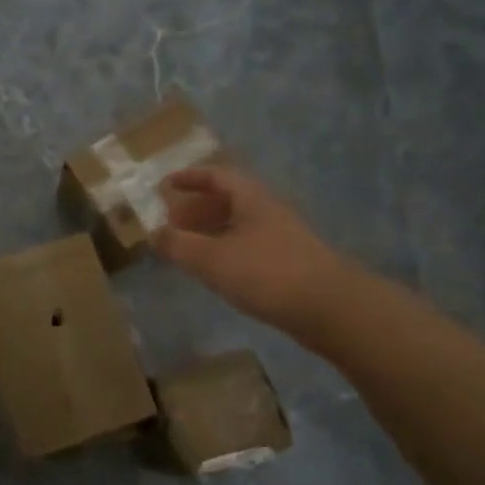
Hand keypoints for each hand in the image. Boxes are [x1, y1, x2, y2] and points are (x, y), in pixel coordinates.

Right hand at [153, 166, 343, 336]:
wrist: (331, 308)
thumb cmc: (267, 273)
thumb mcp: (213, 259)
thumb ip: (179, 245)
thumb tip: (154, 233)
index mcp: (250, 198)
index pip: (216, 176)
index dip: (189, 177)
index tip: (165, 185)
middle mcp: (267, 211)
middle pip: (227, 199)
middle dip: (196, 207)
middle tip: (171, 220)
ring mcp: (280, 238)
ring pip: (238, 225)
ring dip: (210, 231)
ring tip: (186, 247)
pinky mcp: (288, 264)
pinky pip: (248, 246)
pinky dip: (225, 250)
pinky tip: (216, 270)